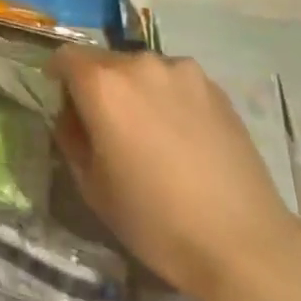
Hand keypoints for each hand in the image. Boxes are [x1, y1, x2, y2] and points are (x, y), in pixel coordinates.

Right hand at [50, 49, 300, 300]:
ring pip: (142, 71)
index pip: (65, 56)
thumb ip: (72, 138)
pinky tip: (183, 139)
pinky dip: (168, 99)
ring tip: (151, 134)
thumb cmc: (155, 220)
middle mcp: (140, 63)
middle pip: (105, 61)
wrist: (243, 244)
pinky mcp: (215, 86)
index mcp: (103, 84)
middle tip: (107, 127)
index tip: (64, 103)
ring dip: (135, 91)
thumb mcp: (92, 187)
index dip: (58, 77)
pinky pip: (175, 82)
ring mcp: (182, 70)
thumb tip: (71, 116)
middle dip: (98, 86)